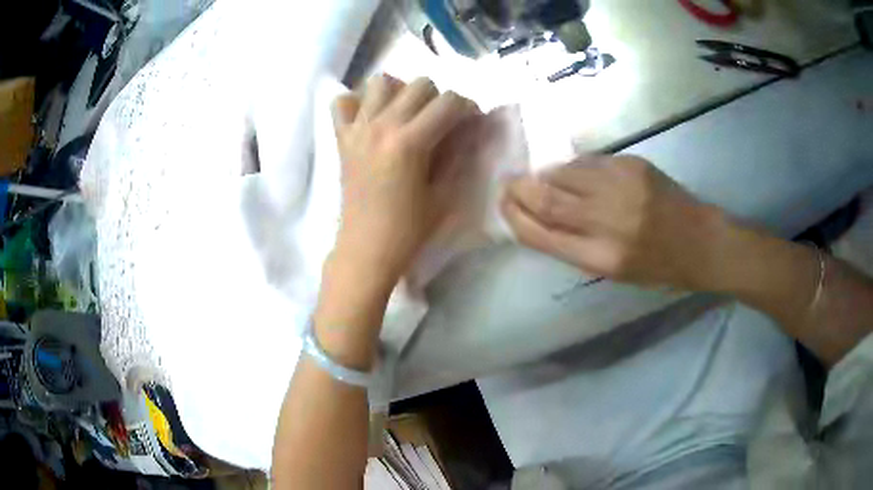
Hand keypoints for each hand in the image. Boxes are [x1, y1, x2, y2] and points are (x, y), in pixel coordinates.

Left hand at [331, 75, 479, 285]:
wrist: (365, 249)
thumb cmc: (408, 229)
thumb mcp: (444, 195)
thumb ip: (459, 155)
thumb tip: (472, 129)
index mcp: (410, 142)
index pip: (448, 102)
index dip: (467, 107)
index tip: (471, 122)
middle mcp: (381, 126)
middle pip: (419, 84)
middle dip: (439, 98)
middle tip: (442, 121)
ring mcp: (357, 129)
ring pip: (380, 82)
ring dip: (400, 91)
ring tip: (406, 113)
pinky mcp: (341, 139)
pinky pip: (342, 102)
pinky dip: (358, 102)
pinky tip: (371, 117)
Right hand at [502, 155, 726, 288]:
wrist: (701, 241)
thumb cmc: (658, 267)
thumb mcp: (614, 272)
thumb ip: (575, 246)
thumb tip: (539, 217)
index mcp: (603, 259)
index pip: (542, 235)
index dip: (515, 218)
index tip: (503, 206)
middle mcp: (609, 221)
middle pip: (547, 198)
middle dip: (519, 190)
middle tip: (509, 185)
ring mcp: (622, 187)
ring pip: (564, 173)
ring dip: (545, 176)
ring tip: (541, 180)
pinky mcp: (632, 164)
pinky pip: (588, 162)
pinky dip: (572, 168)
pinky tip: (573, 174)